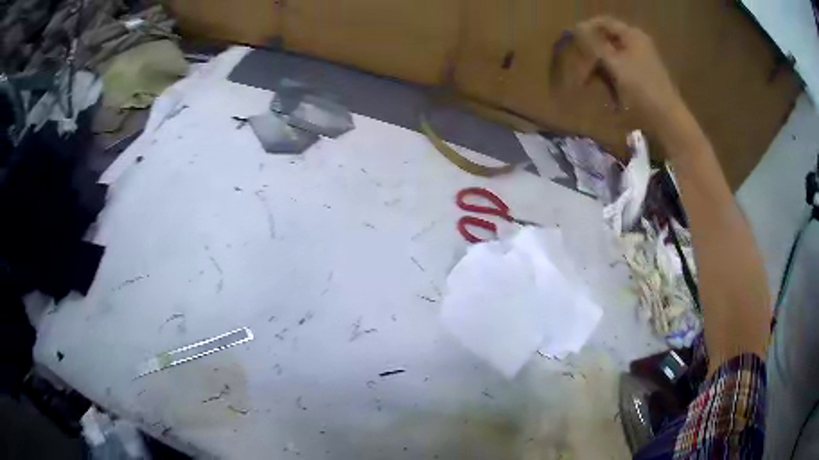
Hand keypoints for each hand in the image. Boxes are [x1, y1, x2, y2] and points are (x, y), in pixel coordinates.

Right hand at [572, 17, 690, 141]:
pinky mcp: (643, 76)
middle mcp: (637, 43)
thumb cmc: (642, 90)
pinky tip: (610, 95)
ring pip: (612, 58)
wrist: (668, 121)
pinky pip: (621, 71)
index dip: (585, 31)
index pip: (603, 23)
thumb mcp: (615, 65)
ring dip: (600, 71)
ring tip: (594, 87)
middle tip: (581, 75)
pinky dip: (612, 80)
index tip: (572, 45)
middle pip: (606, 41)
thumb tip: (577, 27)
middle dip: (592, 56)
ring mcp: (641, 60)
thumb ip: (595, 44)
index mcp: (632, 35)